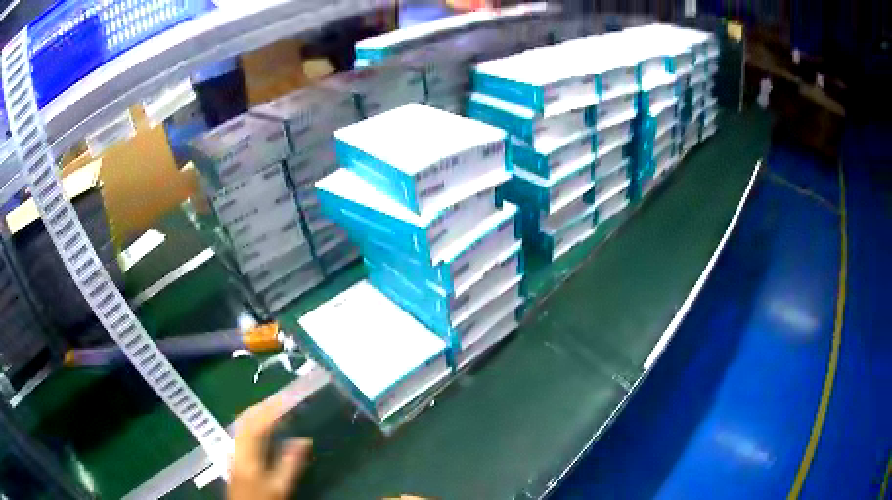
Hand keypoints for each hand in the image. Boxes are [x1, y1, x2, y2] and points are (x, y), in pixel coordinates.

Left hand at [229, 397, 311, 499]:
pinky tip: (261, 426)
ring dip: (256, 412)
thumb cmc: (263, 499)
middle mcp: (237, 446)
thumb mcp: (280, 486)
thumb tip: (304, 440)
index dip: (272, 409)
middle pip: (245, 419)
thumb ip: (290, 464)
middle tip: (281, 399)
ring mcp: (233, 450)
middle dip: (262, 406)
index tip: (287, 400)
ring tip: (273, 408)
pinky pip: (241, 430)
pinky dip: (252, 421)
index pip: (258, 423)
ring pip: (241, 423)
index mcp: (248, 453)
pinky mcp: (234, 456)